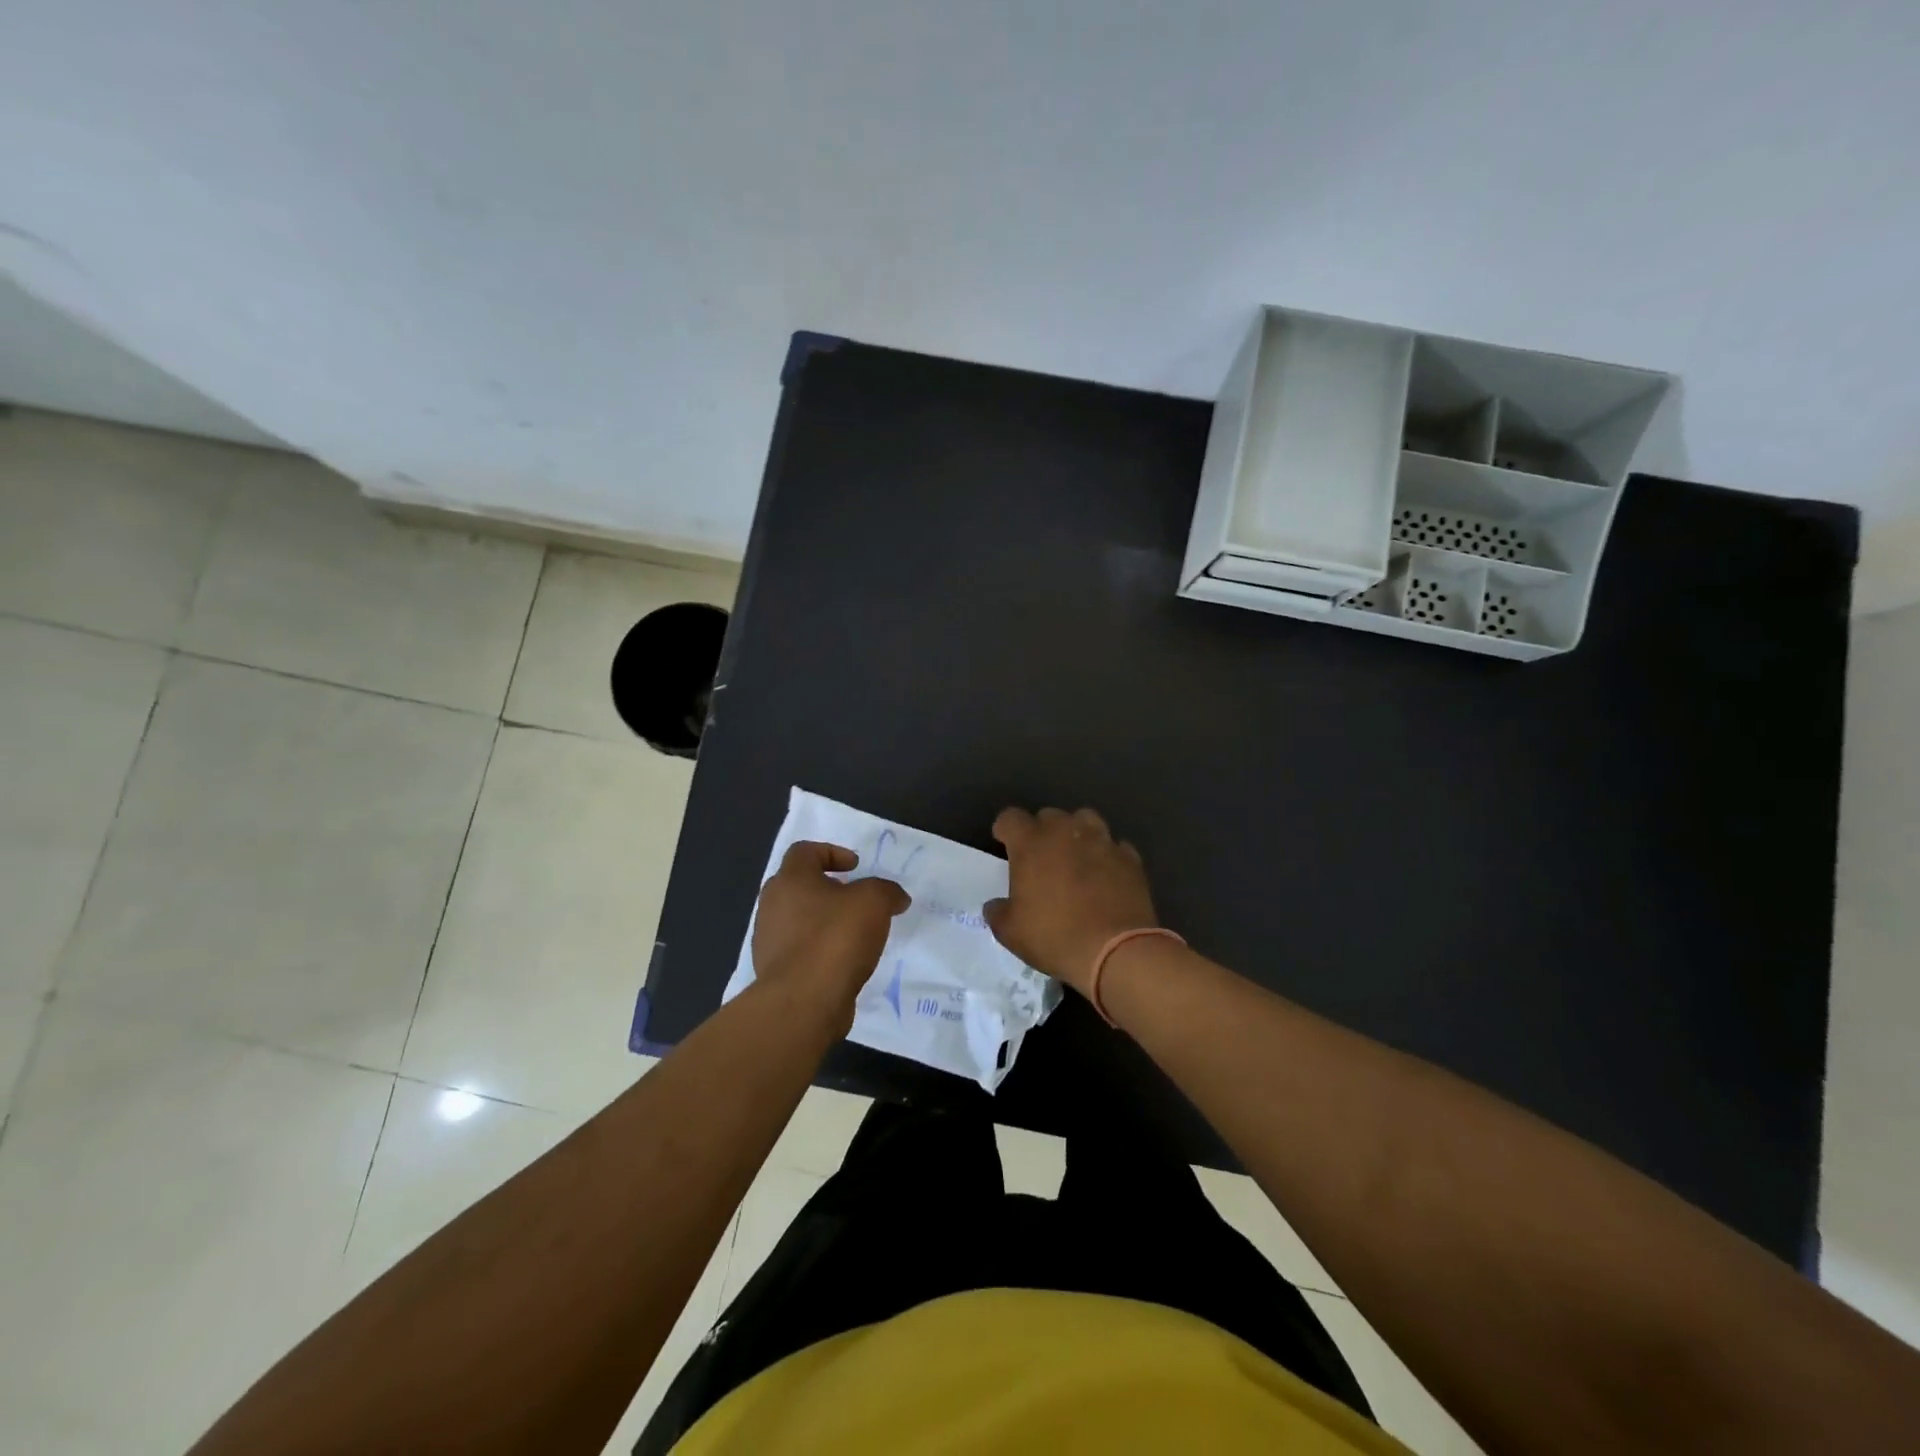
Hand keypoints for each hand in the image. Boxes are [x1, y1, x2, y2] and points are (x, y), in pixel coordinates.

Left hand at [752, 841, 910, 1027]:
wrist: (803, 1003)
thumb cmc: (835, 939)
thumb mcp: (874, 902)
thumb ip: (887, 891)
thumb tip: (896, 897)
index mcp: (790, 880)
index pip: (804, 851)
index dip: (832, 852)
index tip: (855, 868)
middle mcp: (772, 905)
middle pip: (798, 885)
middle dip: (828, 889)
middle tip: (854, 900)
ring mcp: (769, 941)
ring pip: (798, 920)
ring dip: (823, 922)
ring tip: (854, 935)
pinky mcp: (774, 972)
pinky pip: (799, 951)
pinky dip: (819, 950)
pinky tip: (843, 963)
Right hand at [983, 806, 1159, 997]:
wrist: (1116, 951)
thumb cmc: (1055, 937)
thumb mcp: (1011, 933)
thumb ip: (998, 912)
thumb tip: (996, 905)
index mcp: (1031, 843)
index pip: (1010, 817)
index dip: (1005, 830)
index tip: (1005, 846)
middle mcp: (1065, 831)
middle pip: (1048, 815)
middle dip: (1041, 831)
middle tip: (1041, 858)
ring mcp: (1101, 840)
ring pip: (1085, 819)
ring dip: (1076, 833)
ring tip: (1075, 857)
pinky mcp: (1129, 857)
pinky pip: (1113, 846)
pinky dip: (1106, 856)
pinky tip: (1105, 876)